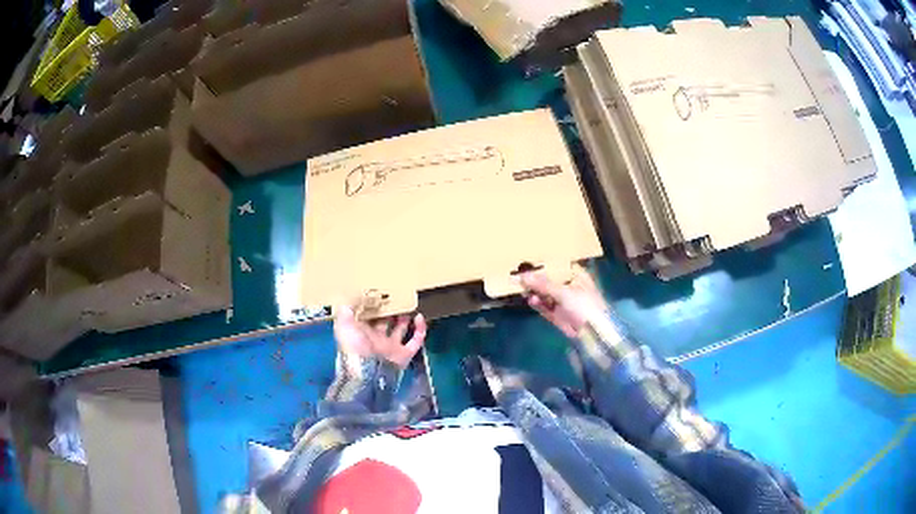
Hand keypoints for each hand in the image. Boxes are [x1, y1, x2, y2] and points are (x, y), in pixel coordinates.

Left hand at [333, 305, 426, 369]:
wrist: (367, 373)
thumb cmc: (354, 347)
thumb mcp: (343, 326)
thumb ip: (345, 312)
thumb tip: (349, 299)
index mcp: (362, 333)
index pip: (368, 317)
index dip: (373, 306)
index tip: (378, 293)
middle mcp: (377, 339)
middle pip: (385, 322)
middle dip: (390, 310)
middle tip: (395, 296)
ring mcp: (392, 347)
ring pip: (401, 329)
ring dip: (405, 318)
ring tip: (408, 304)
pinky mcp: (404, 354)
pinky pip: (416, 340)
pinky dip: (420, 329)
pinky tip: (419, 317)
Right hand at [519, 267, 608, 337]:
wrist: (594, 334)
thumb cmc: (584, 306)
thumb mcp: (564, 292)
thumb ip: (542, 284)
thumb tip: (521, 276)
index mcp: (576, 275)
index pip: (557, 265)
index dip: (543, 264)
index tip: (526, 261)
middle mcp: (570, 286)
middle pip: (549, 280)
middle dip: (535, 279)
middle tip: (518, 276)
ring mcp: (564, 302)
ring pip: (545, 294)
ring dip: (535, 292)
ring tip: (524, 290)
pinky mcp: (558, 315)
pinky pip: (545, 307)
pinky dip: (538, 304)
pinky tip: (531, 301)